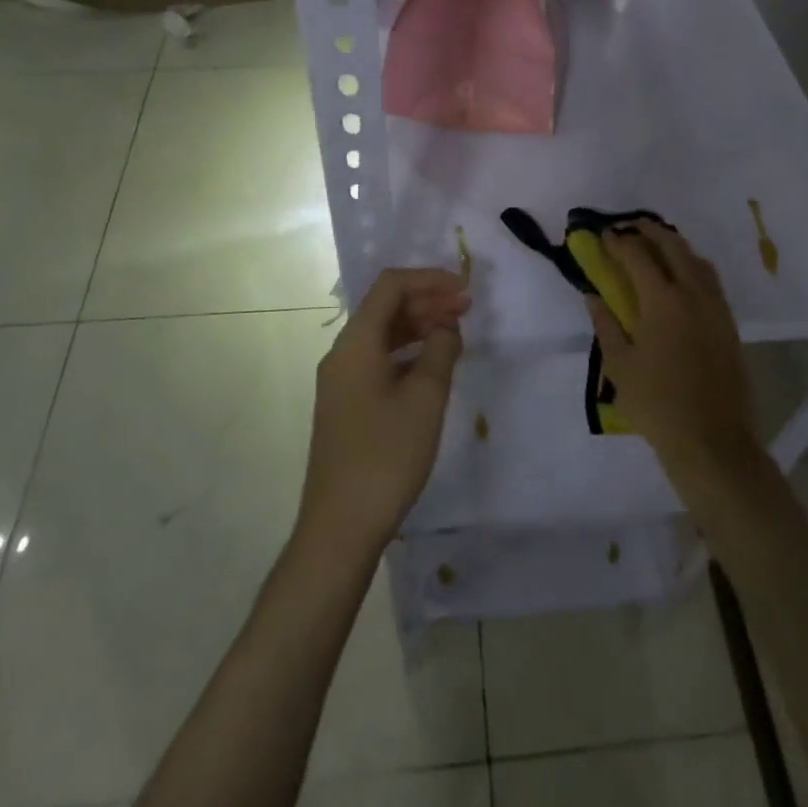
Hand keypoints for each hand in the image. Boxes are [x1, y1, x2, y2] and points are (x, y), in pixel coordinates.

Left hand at [297, 268, 469, 556]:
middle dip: (426, 300)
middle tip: (467, 309)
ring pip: (382, 334)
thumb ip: (440, 350)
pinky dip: (407, 351)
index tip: (465, 290)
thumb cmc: (386, 456)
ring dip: (418, 325)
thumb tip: (446, 325)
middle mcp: (343, 353)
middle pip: (384, 307)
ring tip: (455, 332)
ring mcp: (341, 380)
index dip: (429, 279)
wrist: (340, 527)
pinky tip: (432, 365)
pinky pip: (378, 359)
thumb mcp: (425, 399)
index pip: (390, 286)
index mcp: (356, 343)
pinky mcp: (346, 403)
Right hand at [585, 223, 761, 485]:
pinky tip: (682, 278)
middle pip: (673, 247)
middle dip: (650, 231)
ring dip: (675, 246)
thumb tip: (594, 296)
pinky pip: (711, 281)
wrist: (712, 441)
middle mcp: (693, 294)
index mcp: (663, 301)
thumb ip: (606, 324)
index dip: (619, 242)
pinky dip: (693, 267)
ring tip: (657, 246)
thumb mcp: (619, 365)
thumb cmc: (657, 404)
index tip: (604, 235)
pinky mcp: (729, 325)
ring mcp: (716, 308)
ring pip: (697, 261)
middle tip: (630, 227)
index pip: (638, 256)